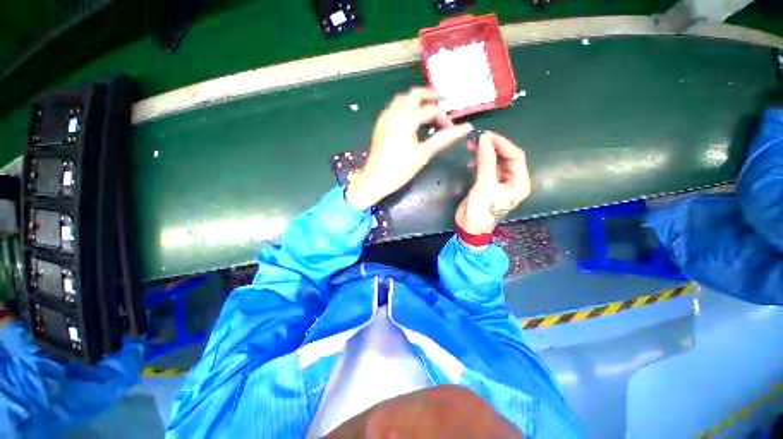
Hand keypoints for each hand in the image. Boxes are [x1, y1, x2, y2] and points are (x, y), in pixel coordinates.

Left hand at [346, 87, 472, 210]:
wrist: (374, 180)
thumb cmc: (400, 169)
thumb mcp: (423, 154)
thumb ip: (443, 139)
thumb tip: (465, 128)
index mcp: (407, 119)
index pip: (431, 110)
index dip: (444, 116)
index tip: (451, 127)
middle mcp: (395, 113)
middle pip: (414, 94)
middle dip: (429, 95)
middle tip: (443, 101)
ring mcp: (385, 118)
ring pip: (402, 99)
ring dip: (415, 100)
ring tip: (428, 109)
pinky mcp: (380, 125)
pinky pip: (393, 108)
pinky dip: (404, 107)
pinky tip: (410, 119)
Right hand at [455, 132, 531, 243]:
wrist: (469, 228)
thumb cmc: (481, 210)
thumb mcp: (484, 186)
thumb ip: (486, 162)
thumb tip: (484, 139)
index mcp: (520, 182)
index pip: (515, 156)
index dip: (502, 144)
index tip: (485, 135)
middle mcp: (513, 180)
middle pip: (506, 157)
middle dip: (492, 147)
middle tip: (476, 139)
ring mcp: (500, 182)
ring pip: (496, 161)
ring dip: (485, 153)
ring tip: (471, 146)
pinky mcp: (488, 184)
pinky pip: (487, 168)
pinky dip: (480, 162)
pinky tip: (471, 162)